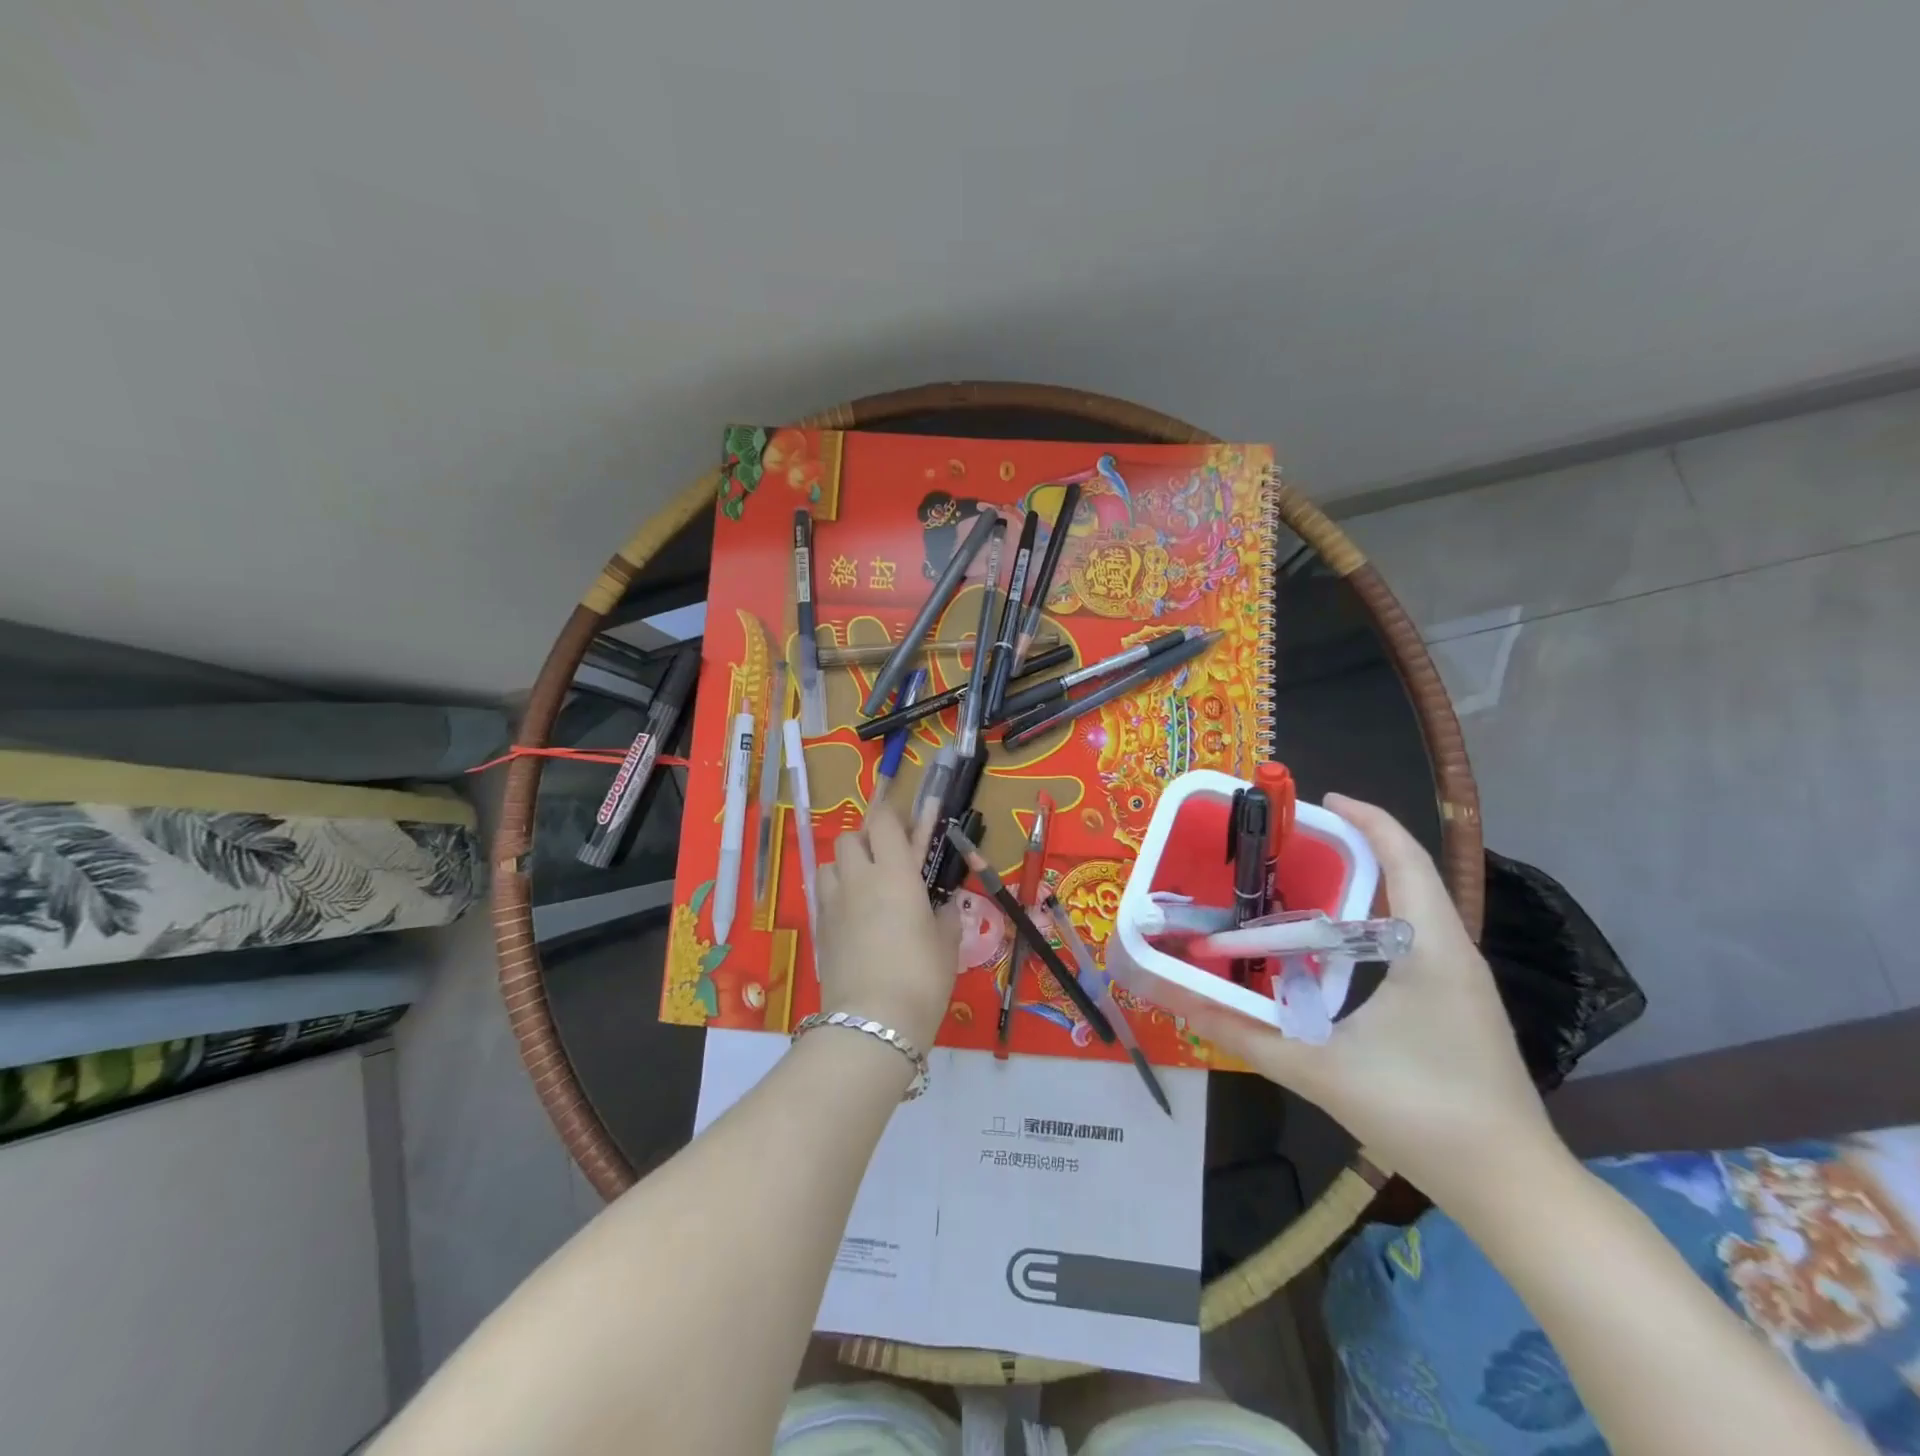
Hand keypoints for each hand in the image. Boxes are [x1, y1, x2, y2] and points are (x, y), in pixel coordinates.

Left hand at [815, 802, 959, 1050]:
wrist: (872, 1022)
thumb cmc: (921, 977)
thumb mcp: (946, 944)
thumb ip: (946, 916)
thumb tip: (946, 905)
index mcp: (895, 873)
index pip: (884, 822)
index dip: (894, 817)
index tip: (909, 827)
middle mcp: (859, 878)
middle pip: (850, 837)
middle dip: (867, 840)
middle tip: (889, 860)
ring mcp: (833, 903)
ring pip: (830, 864)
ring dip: (846, 866)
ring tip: (865, 887)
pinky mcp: (819, 929)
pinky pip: (823, 895)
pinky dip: (836, 894)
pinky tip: (853, 917)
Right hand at [1186, 793, 1562, 1208]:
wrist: (1513, 1188)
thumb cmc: (1422, 1113)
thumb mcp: (1319, 1070)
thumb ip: (1243, 1034)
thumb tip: (1181, 1001)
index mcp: (1430, 948)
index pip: (1405, 859)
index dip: (1368, 820)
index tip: (1320, 802)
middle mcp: (1452, 953)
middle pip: (1408, 876)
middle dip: (1356, 849)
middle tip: (1294, 846)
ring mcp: (1461, 982)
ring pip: (1413, 910)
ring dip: (1366, 887)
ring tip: (1306, 886)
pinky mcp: (1459, 1007)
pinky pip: (1414, 941)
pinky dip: (1374, 923)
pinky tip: (1337, 950)